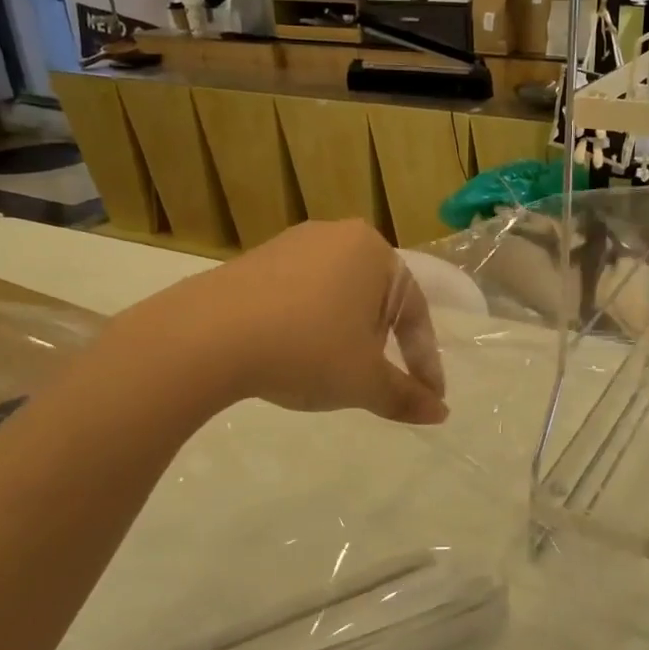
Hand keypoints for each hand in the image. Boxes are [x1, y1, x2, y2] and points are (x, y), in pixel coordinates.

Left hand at [169, 220, 447, 425]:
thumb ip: (406, 396)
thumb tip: (441, 413)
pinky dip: (309, 325)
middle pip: (377, 300)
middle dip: (383, 344)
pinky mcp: (255, 259)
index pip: (415, 314)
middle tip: (379, 380)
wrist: (207, 337)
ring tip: (335, 371)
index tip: (428, 396)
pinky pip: (300, 295)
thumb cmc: (307, 350)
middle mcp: (338, 236)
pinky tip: (294, 353)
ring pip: (338, 296)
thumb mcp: (365, 381)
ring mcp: (292, 243)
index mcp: (375, 253)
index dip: (424, 362)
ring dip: (346, 335)